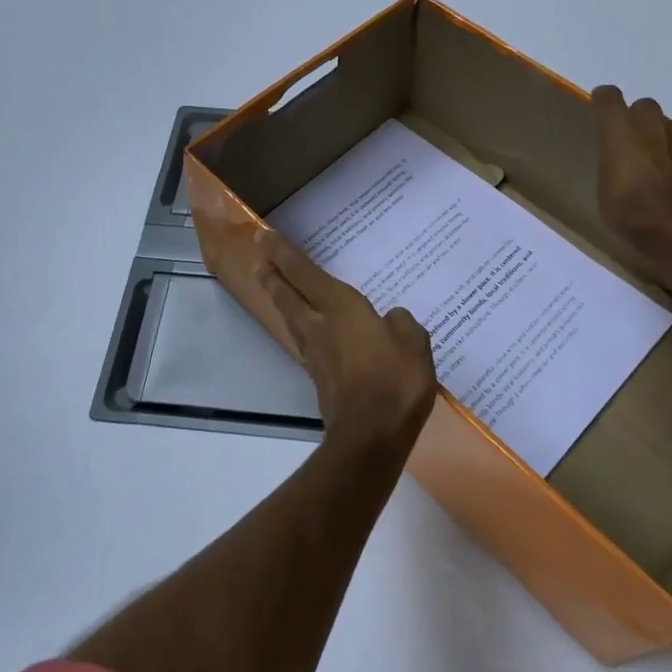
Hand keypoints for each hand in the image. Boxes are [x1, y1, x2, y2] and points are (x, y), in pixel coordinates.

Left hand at [252, 229, 437, 453]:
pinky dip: (300, 327)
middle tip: (258, 258)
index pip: (303, 272)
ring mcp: (315, 354)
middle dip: (272, 274)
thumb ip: (401, 324)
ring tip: (276, 288)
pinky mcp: (318, 378)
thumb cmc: (394, 381)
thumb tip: (391, 320)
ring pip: (291, 318)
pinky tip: (308, 330)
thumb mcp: (413, 343)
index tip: (262, 235)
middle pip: (287, 294)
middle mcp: (319, 325)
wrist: (371, 436)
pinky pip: (305, 341)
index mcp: (340, 308)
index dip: (282, 252)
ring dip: (280, 299)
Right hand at [592, 86, 671, 268]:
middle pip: (646, 107)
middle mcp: (655, 127)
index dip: (606, 99)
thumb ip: (612, 162)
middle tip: (632, 140)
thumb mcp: (605, 189)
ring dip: (665, 137)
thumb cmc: (630, 212)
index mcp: (622, 132)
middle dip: (638, 118)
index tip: (601, 100)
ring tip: (660, 161)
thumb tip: (619, 154)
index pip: (611, 100)